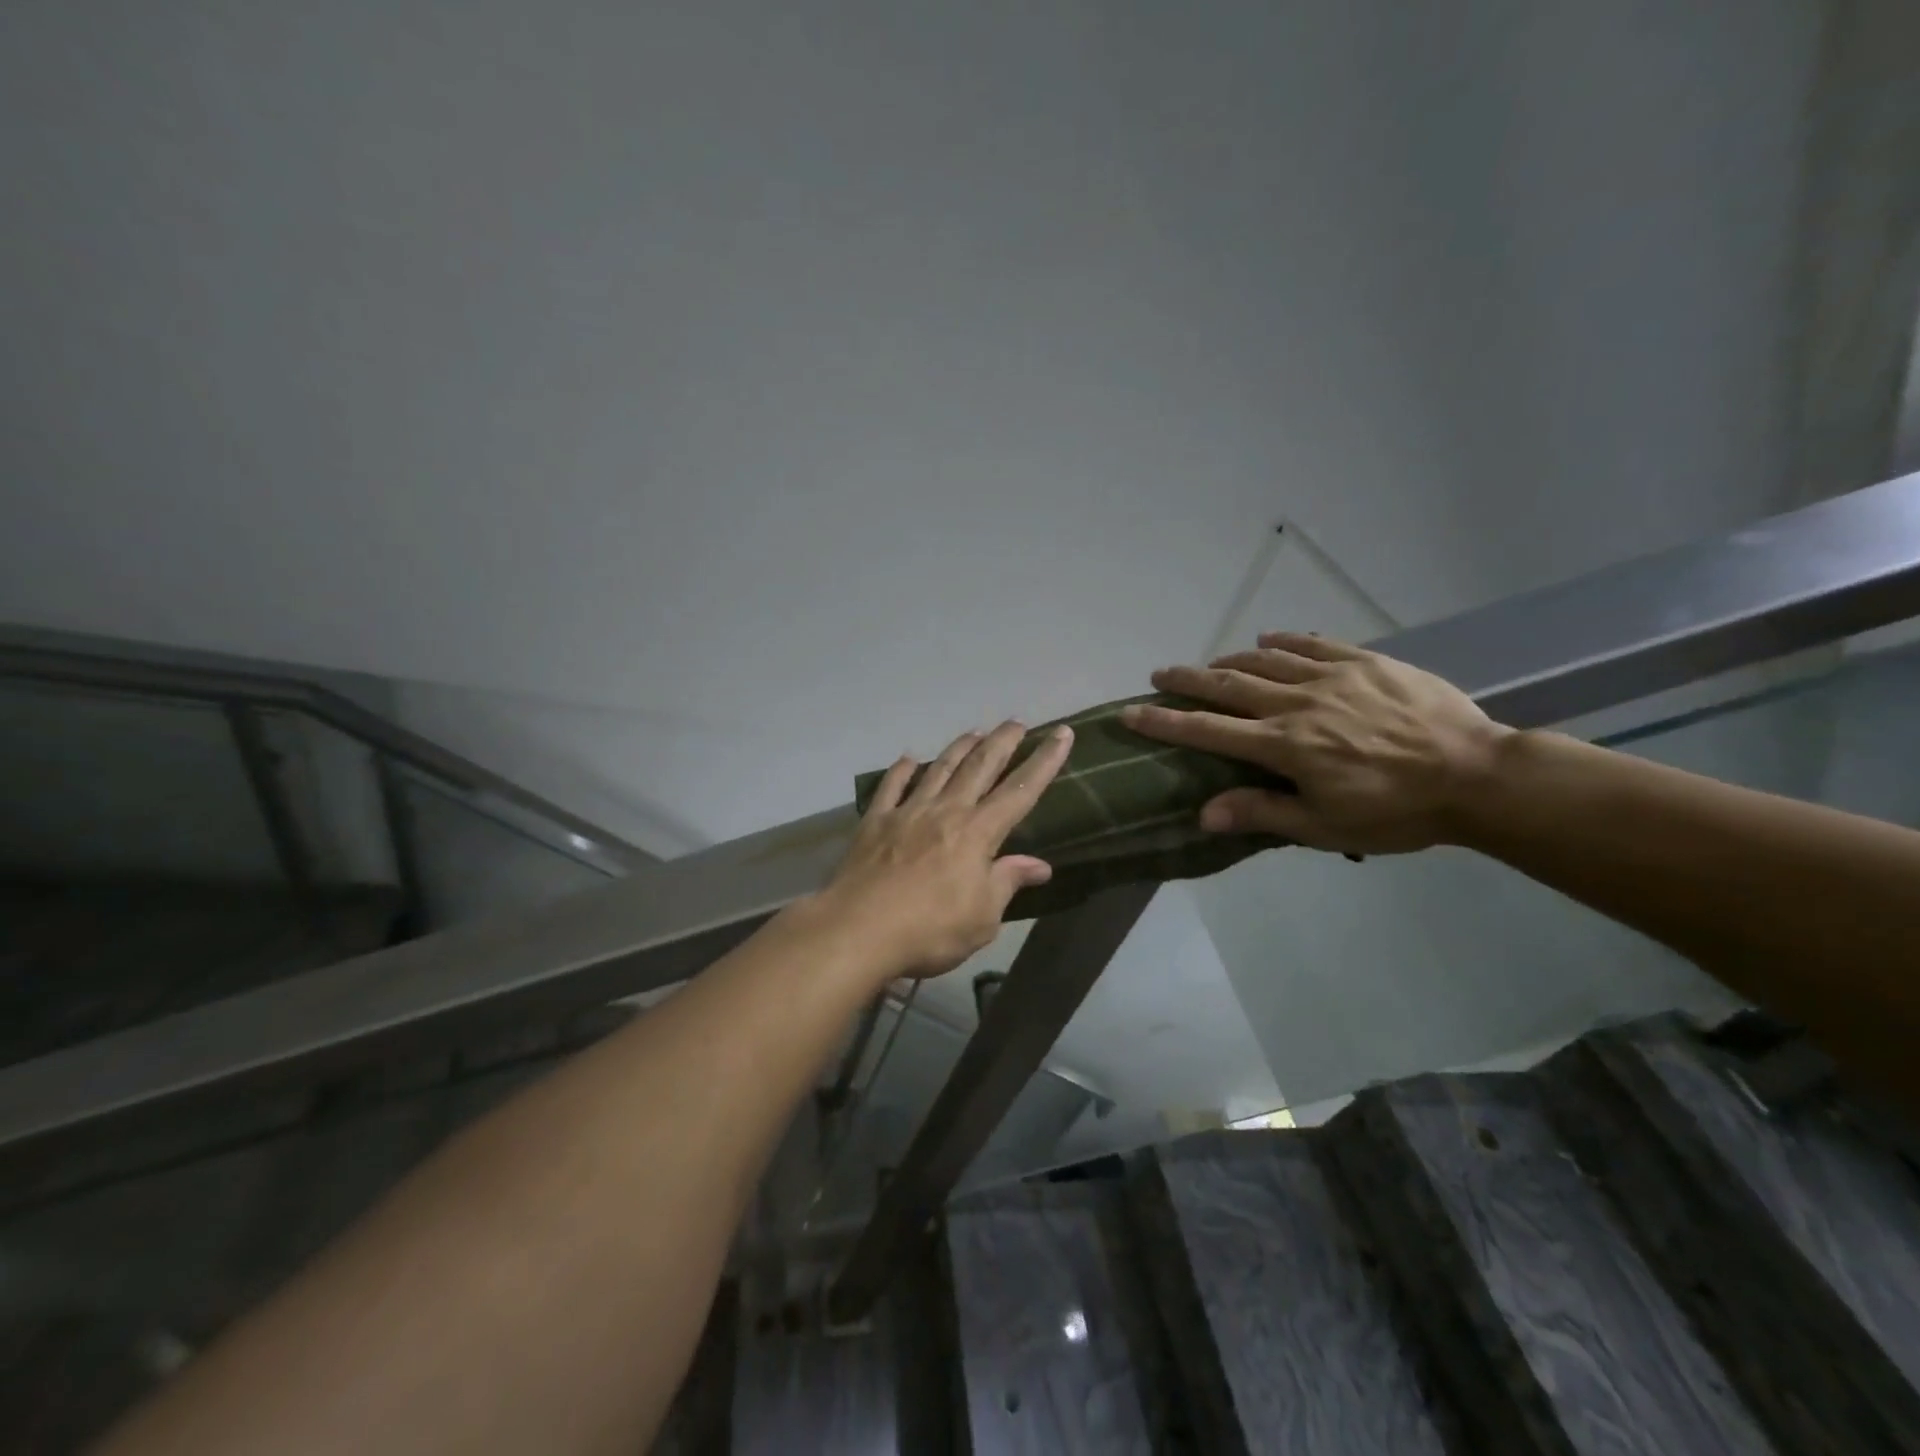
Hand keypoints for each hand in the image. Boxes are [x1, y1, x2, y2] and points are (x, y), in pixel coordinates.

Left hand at [817, 720, 1075, 977]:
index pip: (1020, 791)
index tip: (1061, 734)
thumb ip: (1007, 882)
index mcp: (978, 833)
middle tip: (1016, 722)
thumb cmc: (930, 930)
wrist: (858, 930)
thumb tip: (1040, 864)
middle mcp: (946, 811)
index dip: (1044, 762)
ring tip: (974, 732)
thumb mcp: (982, 917)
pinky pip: (891, 786)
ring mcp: (907, 812)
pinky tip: (909, 759)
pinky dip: (902, 770)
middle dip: (1002, 742)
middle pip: (980, 767)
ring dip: (959, 748)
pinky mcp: (875, 821)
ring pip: (939, 769)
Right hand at [1121, 633, 1510, 854]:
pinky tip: (1269, 637)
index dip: (1164, 722)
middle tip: (1159, 675)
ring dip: (1230, 660)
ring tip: (1212, 664)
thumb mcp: (1325, 826)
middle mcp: (1297, 703)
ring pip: (1265, 659)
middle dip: (1187, 680)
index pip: (1208, 731)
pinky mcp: (1365, 661)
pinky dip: (1284, 639)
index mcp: (1284, 746)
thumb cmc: (1397, 811)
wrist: (1477, 774)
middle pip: (1228, 685)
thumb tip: (1202, 814)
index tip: (1130, 713)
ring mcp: (1332, 676)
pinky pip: (1313, 642)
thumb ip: (1262, 814)